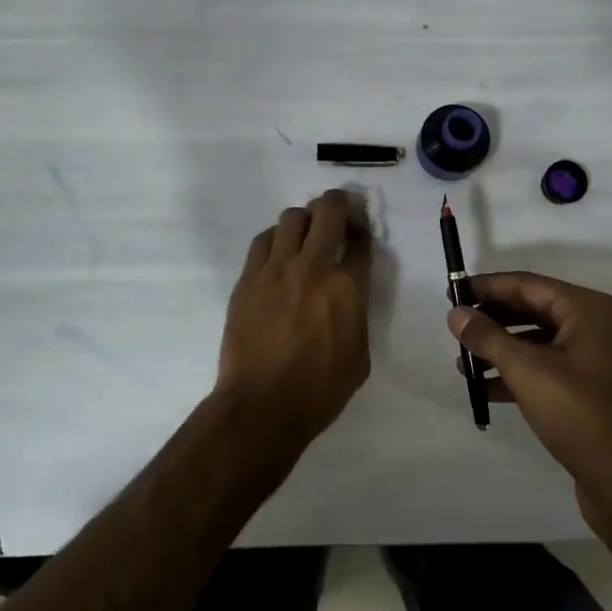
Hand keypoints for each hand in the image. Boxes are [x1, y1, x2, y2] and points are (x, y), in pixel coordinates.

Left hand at [216, 190, 372, 453]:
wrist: (261, 406)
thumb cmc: (318, 391)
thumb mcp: (360, 355)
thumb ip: (357, 312)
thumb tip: (349, 291)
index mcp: (347, 289)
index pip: (360, 239)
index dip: (362, 227)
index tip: (360, 228)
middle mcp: (313, 267)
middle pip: (328, 211)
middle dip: (338, 203)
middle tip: (339, 213)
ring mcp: (276, 269)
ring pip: (292, 217)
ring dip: (305, 219)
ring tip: (306, 234)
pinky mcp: (248, 277)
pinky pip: (263, 240)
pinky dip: (276, 238)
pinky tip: (279, 253)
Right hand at [449, 273, 611, 531]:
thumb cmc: (580, 416)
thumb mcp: (527, 371)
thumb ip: (487, 337)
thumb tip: (456, 313)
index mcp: (588, 310)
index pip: (527, 284)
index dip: (488, 286)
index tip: (453, 291)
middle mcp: (597, 326)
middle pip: (534, 309)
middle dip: (493, 318)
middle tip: (456, 325)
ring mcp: (599, 360)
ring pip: (540, 341)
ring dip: (502, 349)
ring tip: (464, 362)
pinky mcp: (595, 390)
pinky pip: (550, 368)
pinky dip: (520, 373)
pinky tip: (487, 389)